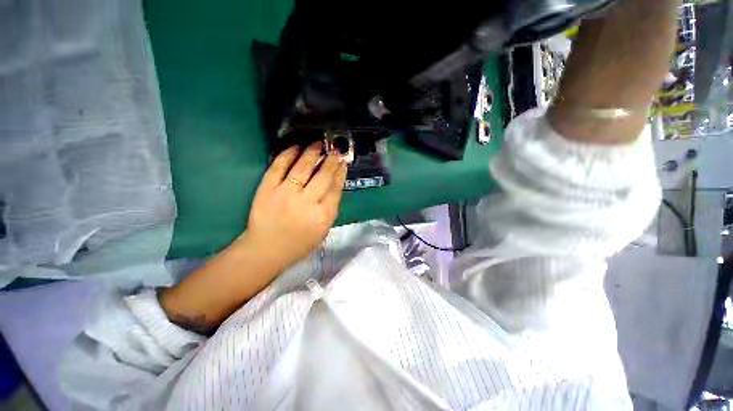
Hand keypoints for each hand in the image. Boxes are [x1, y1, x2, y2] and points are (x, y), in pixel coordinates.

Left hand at [241, 141, 347, 270]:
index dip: (341, 173)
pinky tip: (296, 147)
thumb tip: (336, 184)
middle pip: (323, 176)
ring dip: (312, 152)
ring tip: (318, 143)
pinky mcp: (267, 189)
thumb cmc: (300, 243)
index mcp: (323, 215)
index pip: (335, 188)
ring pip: (302, 167)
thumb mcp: (324, 230)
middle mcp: (307, 202)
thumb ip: (331, 208)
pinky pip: (278, 167)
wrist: (267, 249)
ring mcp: (285, 194)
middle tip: (335, 150)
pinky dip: (287, 155)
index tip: (343, 162)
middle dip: (331, 161)